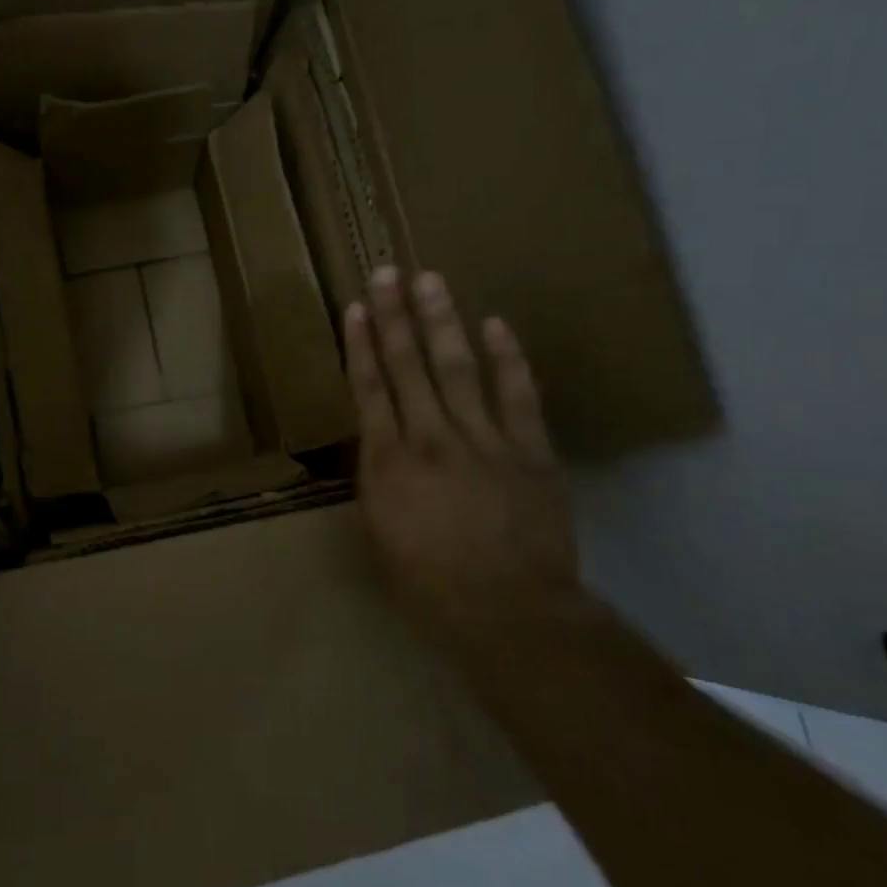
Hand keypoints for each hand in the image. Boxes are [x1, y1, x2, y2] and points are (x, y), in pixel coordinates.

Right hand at [345, 267, 578, 642]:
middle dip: (395, 316)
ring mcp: (484, 439)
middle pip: (408, 366)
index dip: (361, 345)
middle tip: (387, 272)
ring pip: (457, 368)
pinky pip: (518, 395)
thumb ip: (379, 486)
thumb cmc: (431, 587)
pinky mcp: (529, 450)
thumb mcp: (381, 538)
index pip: (369, 390)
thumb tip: (380, 452)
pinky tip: (496, 325)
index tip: (357, 308)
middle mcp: (430, 438)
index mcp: (388, 463)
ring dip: (441, 321)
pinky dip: (508, 359)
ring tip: (430, 280)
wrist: (510, 614)